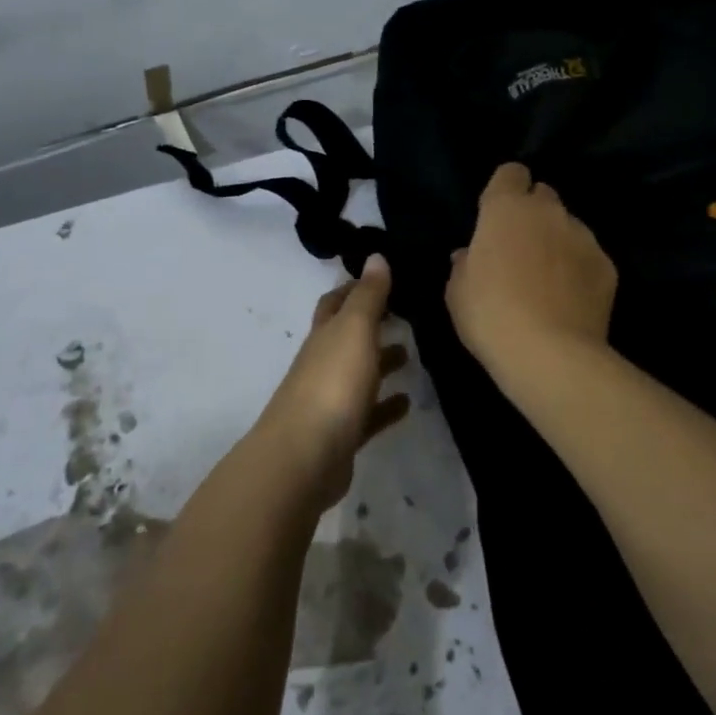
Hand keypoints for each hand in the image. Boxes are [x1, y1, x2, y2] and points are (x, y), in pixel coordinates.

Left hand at [253, 255, 410, 511]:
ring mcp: (330, 400)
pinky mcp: (342, 435)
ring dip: (381, 362)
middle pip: (347, 336)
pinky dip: (386, 405)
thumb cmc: (332, 384)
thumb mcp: (354, 330)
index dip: (356, 287)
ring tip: (411, 354)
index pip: (337, 302)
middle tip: (406, 313)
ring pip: (359, 374)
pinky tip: (407, 402)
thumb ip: (368, 295)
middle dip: (371, 323)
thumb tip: (375, 256)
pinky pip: (368, 414)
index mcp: (325, 334)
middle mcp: (324, 362)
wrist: (304, 458)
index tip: (385, 277)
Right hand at [446, 162, 617, 383]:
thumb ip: (464, 264)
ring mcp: (583, 236)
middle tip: (520, 247)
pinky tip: (570, 298)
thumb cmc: (491, 315)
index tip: (496, 215)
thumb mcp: (458, 291)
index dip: (505, 189)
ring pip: (569, 226)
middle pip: (543, 195)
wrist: (550, 354)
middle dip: (533, 213)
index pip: (511, 172)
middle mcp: (548, 211)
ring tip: (548, 278)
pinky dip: (579, 269)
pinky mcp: (607, 265)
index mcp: (506, 208)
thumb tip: (468, 255)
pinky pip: (588, 256)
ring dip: (557, 240)